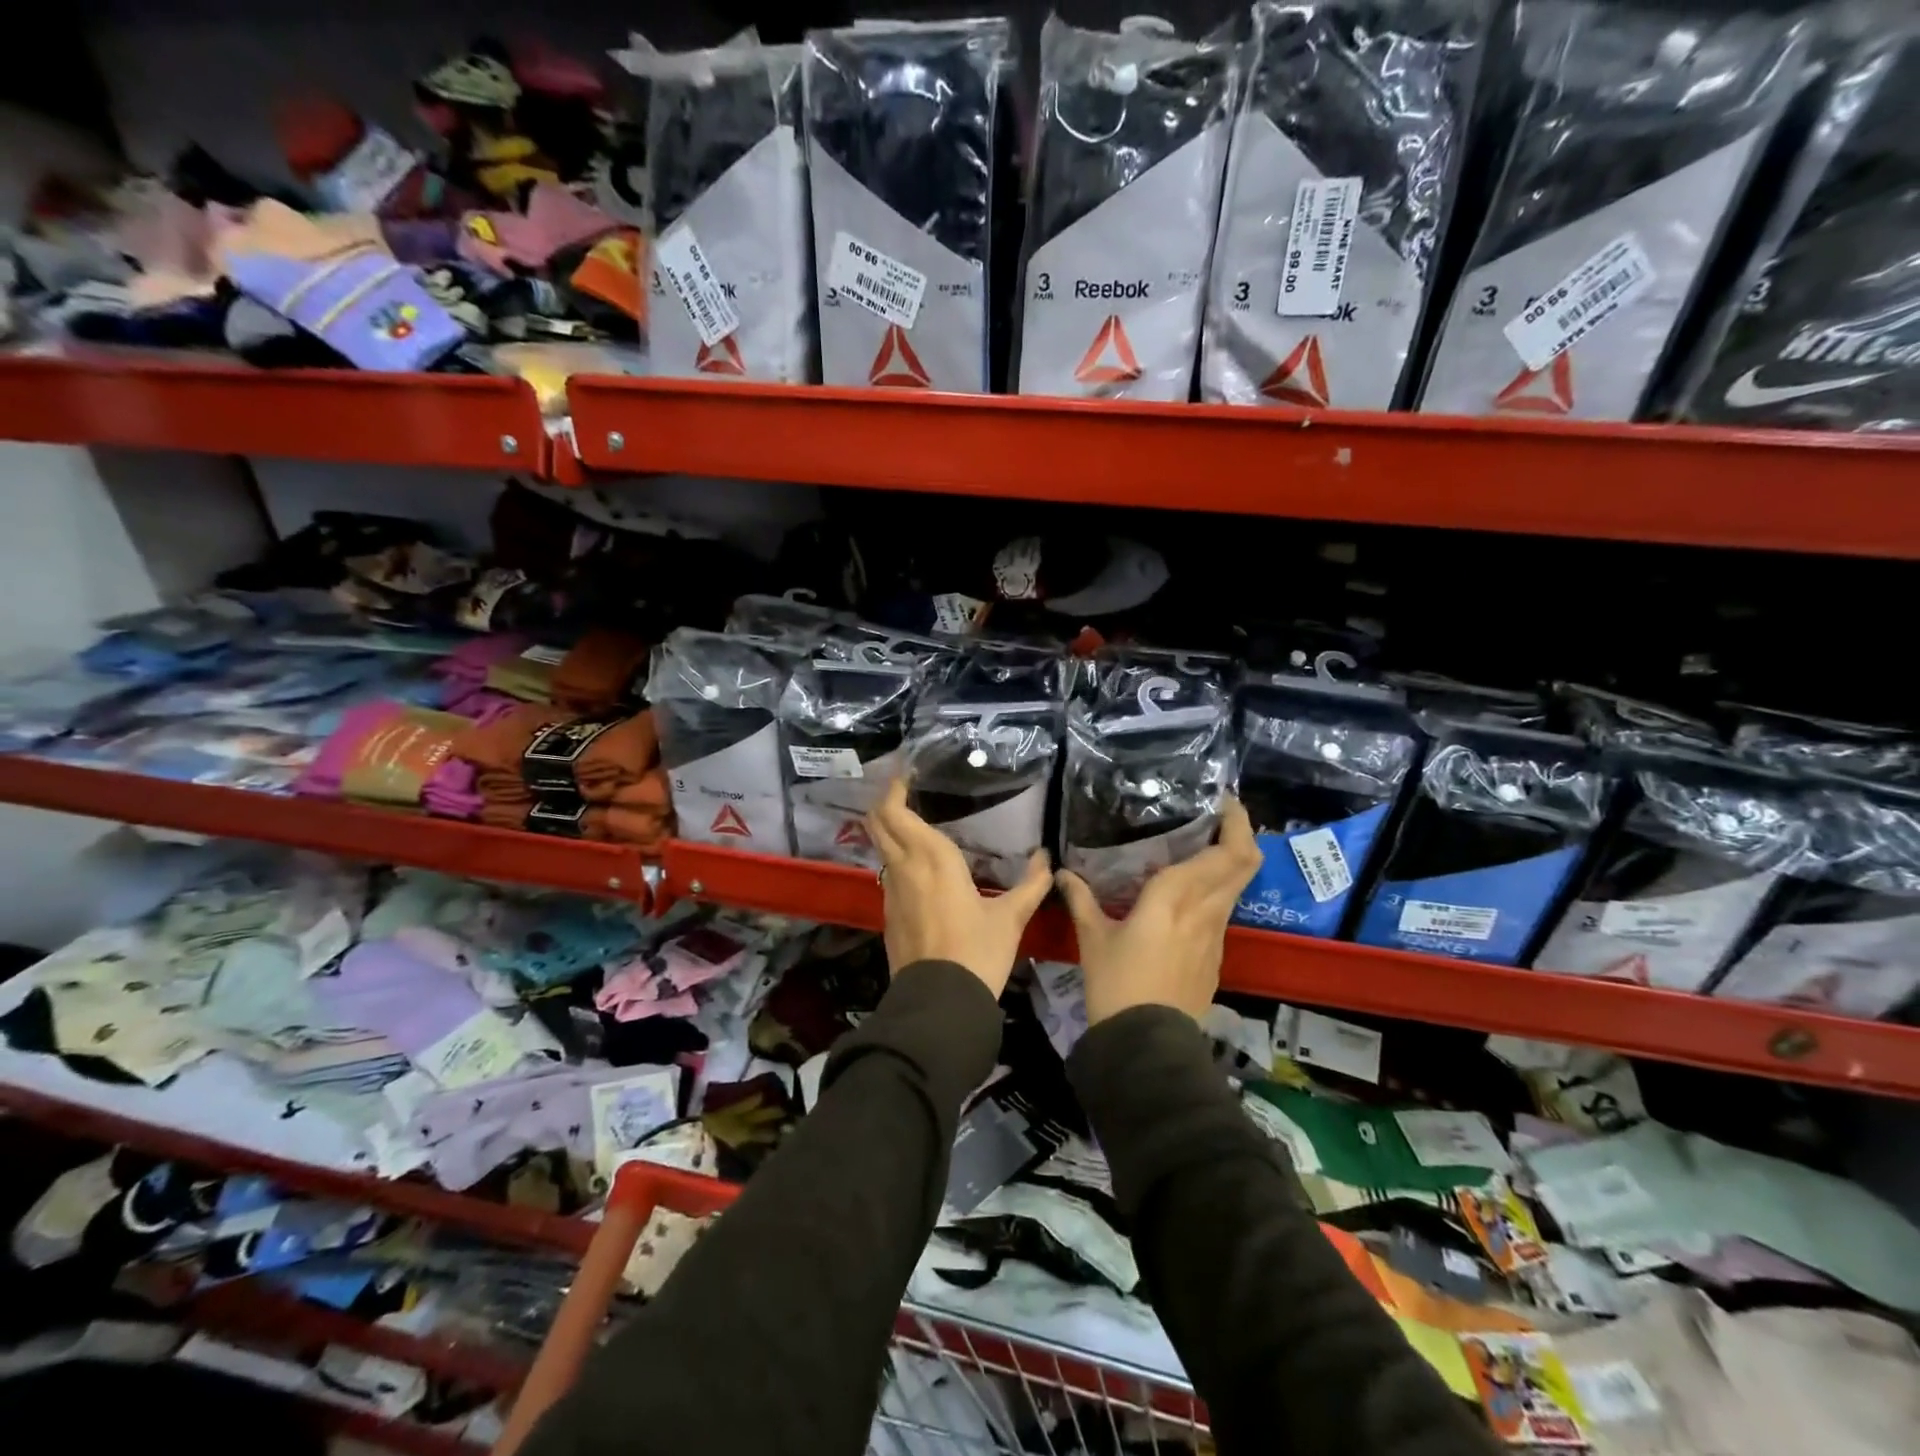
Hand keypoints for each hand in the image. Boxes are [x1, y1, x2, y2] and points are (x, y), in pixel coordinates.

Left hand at [867, 777, 1052, 996]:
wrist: (940, 1004)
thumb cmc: (978, 952)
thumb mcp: (1011, 918)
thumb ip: (1031, 884)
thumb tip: (1047, 858)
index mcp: (931, 858)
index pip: (895, 812)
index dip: (893, 789)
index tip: (905, 775)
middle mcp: (904, 868)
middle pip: (877, 823)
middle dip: (885, 803)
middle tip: (904, 791)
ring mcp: (891, 893)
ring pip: (880, 849)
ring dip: (889, 831)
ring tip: (914, 823)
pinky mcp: (888, 916)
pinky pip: (887, 874)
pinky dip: (895, 859)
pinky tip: (918, 868)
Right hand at [1054, 798, 1262, 1024]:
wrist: (1146, 1044)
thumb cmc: (1116, 983)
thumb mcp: (1093, 938)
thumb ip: (1081, 899)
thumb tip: (1063, 873)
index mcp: (1175, 898)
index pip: (1224, 853)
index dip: (1235, 823)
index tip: (1223, 802)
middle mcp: (1205, 910)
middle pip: (1245, 864)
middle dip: (1242, 834)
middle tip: (1220, 817)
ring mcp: (1216, 936)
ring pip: (1237, 887)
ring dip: (1230, 862)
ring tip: (1201, 849)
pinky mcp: (1215, 957)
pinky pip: (1223, 911)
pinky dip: (1217, 891)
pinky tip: (1189, 896)